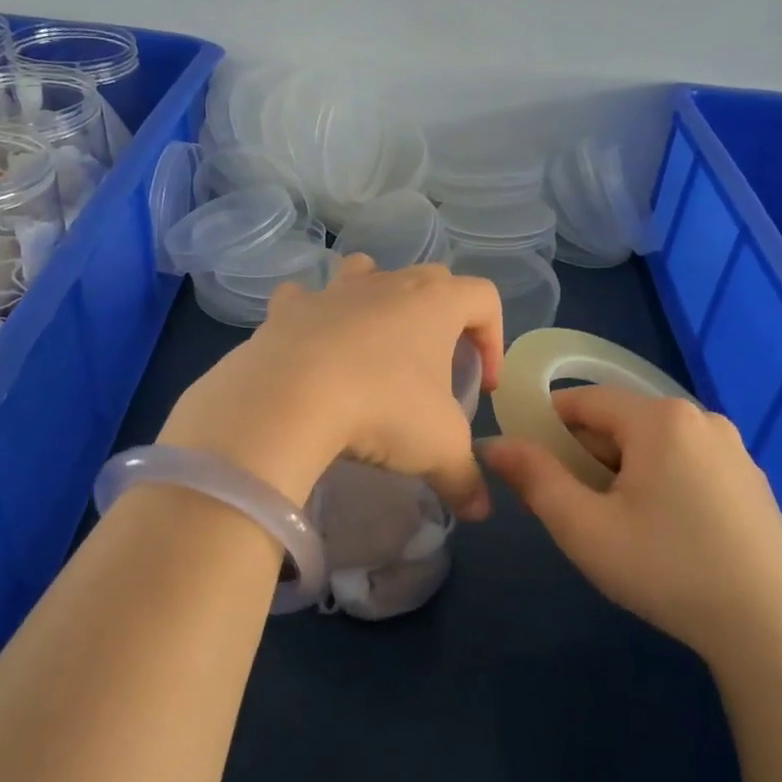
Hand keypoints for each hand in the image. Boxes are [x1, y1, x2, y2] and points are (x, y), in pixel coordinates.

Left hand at [158, 257, 503, 517]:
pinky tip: (311, 345)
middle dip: (442, 317)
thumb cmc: (382, 410)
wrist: (288, 399)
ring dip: (378, 297)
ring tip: (376, 342)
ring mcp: (334, 290)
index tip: (483, 384)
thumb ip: (466, 479)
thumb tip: (480, 510)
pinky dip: (312, 314)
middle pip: (431, 279)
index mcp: (435, 303)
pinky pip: (304, 298)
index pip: (484, 298)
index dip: (494, 338)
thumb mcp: (439, 450)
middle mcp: (387, 283)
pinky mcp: (288, 308)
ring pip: (367, 272)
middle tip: (435, 366)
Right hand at [480, 385, 781, 668]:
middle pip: (620, 422)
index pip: (584, 400)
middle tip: (568, 507)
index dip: (546, 425)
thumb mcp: (584, 527)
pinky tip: (661, 533)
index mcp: (660, 418)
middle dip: (584, 455)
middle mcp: (701, 418)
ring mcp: (733, 450)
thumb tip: (493, 444)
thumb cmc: (666, 569)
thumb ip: (533, 478)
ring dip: (620, 472)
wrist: (771, 630)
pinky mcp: (751, 482)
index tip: (528, 465)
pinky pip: (685, 464)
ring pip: (652, 446)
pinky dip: (658, 483)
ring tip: (613, 525)